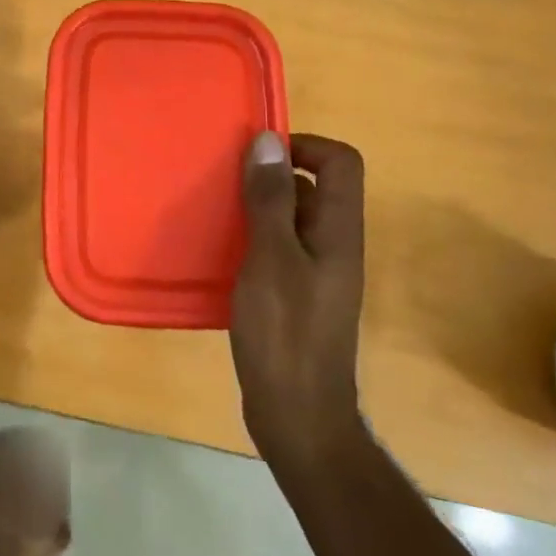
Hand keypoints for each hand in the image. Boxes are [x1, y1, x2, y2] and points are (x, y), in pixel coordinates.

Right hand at [230, 132, 367, 467]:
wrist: (298, 415)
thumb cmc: (285, 333)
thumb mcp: (272, 259)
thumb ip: (271, 199)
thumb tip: (268, 140)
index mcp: (338, 230)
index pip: (341, 162)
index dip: (304, 145)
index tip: (257, 156)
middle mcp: (333, 244)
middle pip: (314, 187)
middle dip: (271, 176)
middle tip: (224, 183)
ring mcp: (316, 272)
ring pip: (291, 219)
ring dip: (257, 208)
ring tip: (215, 213)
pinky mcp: (296, 295)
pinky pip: (278, 248)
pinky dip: (252, 240)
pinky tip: (220, 253)